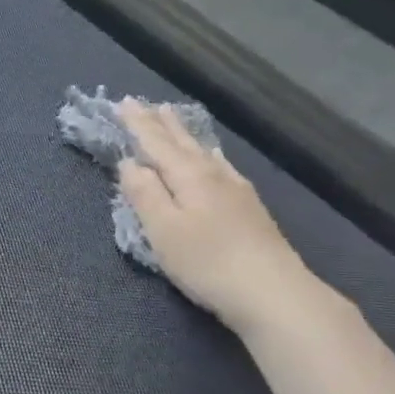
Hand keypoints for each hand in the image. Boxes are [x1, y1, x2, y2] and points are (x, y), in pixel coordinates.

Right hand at [116, 100, 331, 336]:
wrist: (271, 291)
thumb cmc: (206, 262)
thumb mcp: (163, 230)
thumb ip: (144, 194)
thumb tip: (129, 163)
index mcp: (188, 177)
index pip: (156, 144)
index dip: (138, 125)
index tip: (123, 103)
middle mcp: (213, 175)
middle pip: (182, 143)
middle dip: (160, 124)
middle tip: (146, 103)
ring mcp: (235, 190)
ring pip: (203, 152)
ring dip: (184, 134)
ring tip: (173, 119)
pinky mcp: (249, 207)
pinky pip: (220, 166)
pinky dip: (208, 154)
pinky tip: (212, 157)